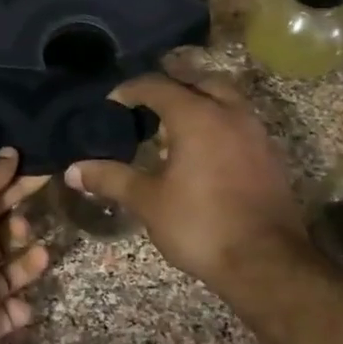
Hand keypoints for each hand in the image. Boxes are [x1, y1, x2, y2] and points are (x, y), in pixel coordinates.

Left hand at [0, 150, 49, 343]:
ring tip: (38, 255)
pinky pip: (13, 313)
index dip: (13, 188)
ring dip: (30, 264)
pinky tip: (18, 301)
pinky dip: (21, 308)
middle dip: (20, 227)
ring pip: (13, 273)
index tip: (40, 174)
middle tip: (24, 225)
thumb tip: (11, 151)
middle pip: (2, 236)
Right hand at [66, 71, 305, 288]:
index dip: (130, 90)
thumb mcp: (147, 201)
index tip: (111, 103)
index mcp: (197, 117)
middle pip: (199, 81)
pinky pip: (239, 122)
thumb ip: (110, 178)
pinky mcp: (270, 156)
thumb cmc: (200, 225)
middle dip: (172, 84)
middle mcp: (230, 114)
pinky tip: (202, 148)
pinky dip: (218, 122)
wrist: (266, 263)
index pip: (158, 86)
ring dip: (199, 101)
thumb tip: (72, 170)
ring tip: (173, 122)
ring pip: (226, 99)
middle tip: (146, 100)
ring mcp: (256, 134)